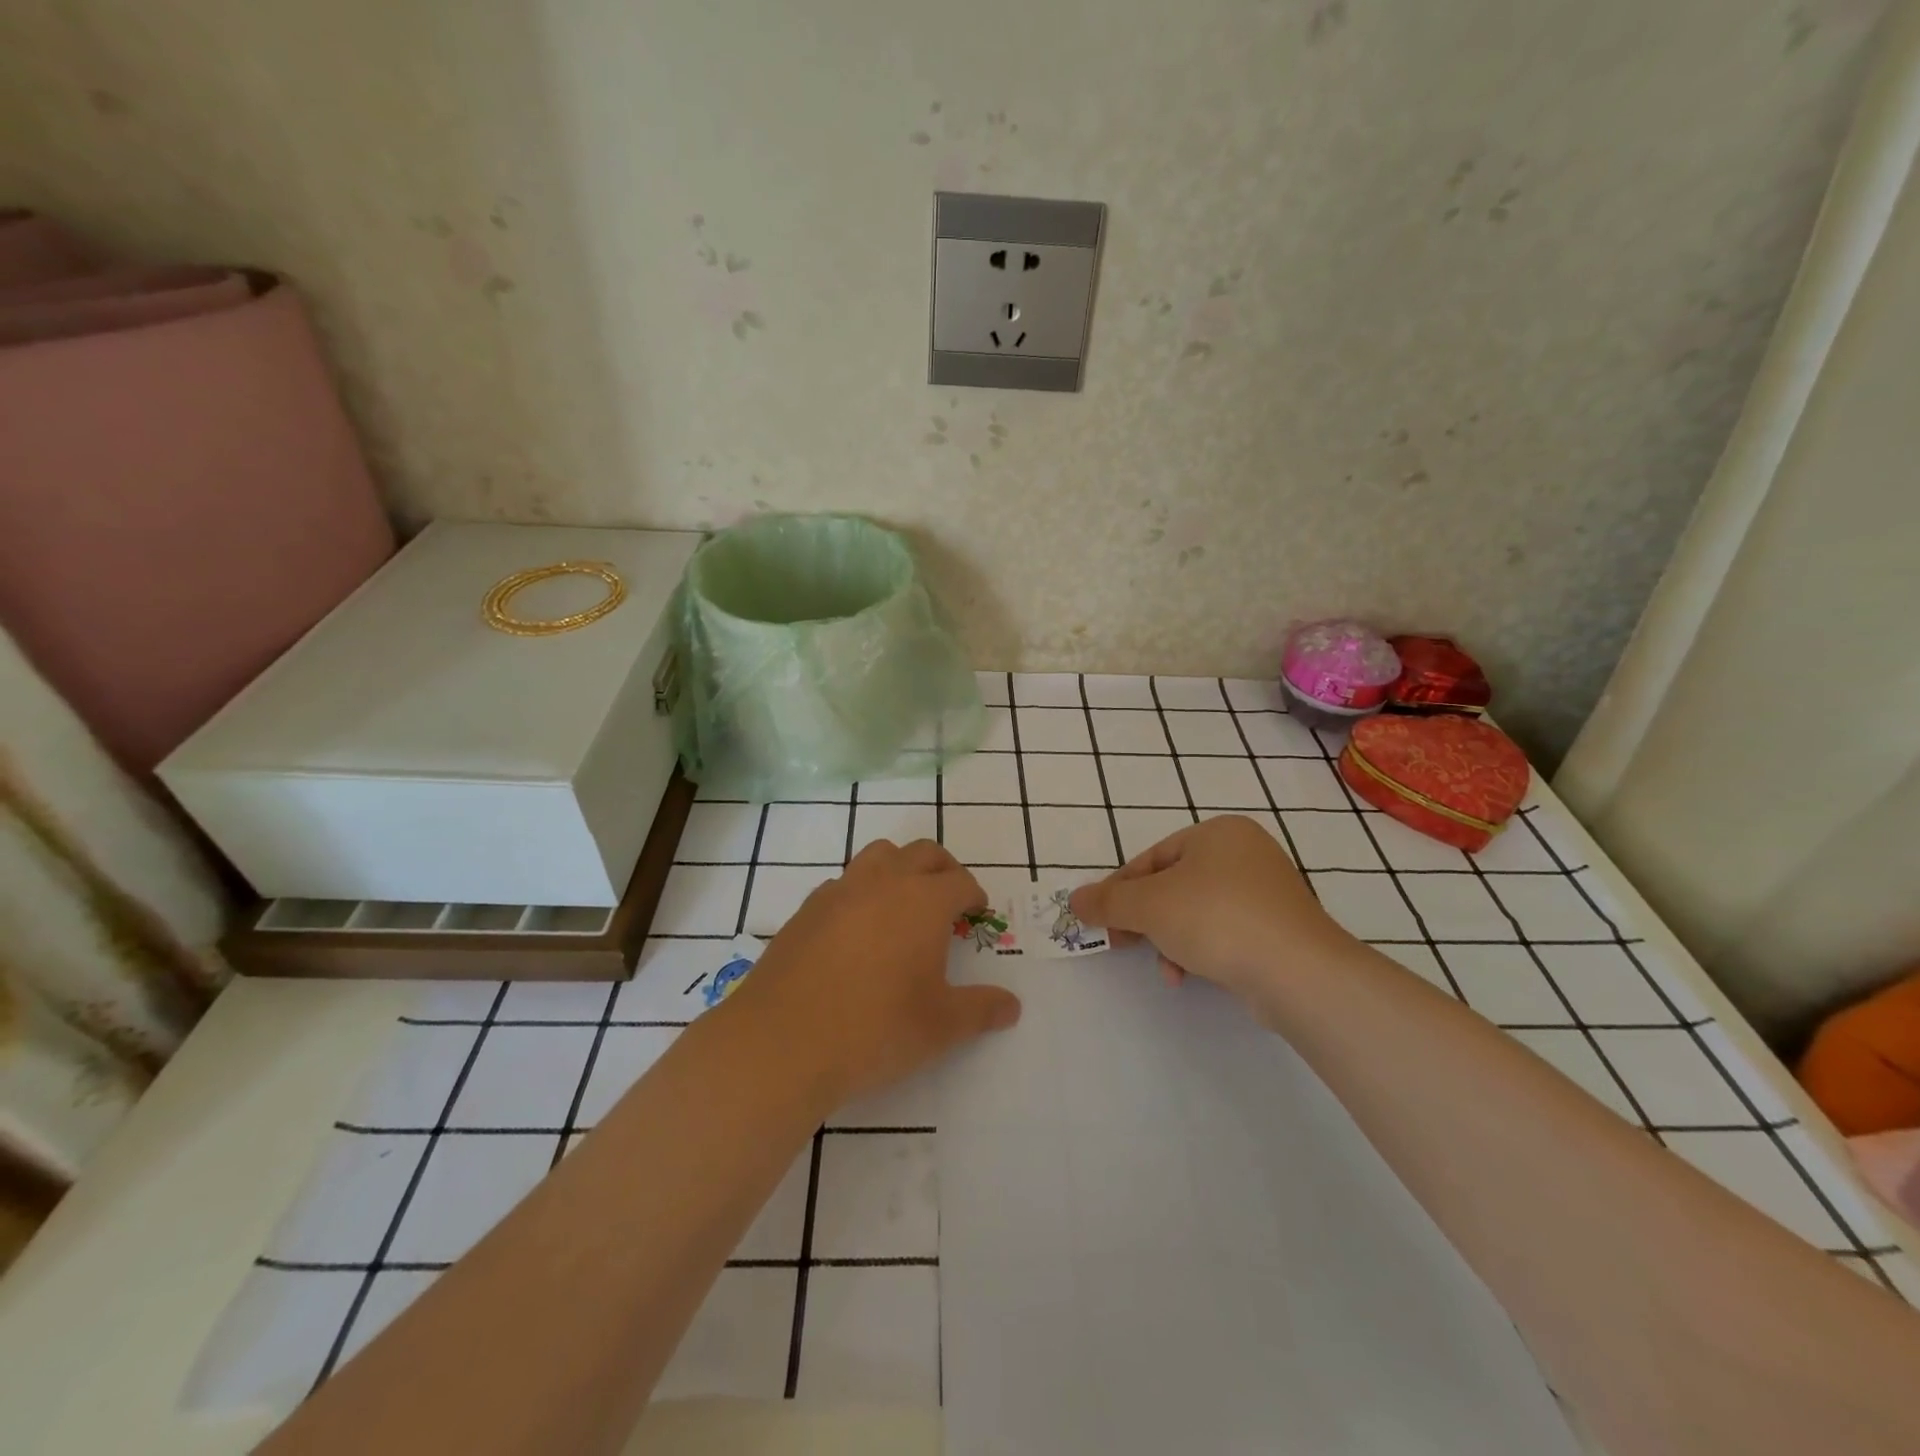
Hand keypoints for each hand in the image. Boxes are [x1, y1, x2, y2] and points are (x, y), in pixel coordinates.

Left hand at [722, 838, 1021, 1109]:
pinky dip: (860, 892)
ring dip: (899, 868)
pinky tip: (857, 932)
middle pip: (922, 853)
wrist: (783, 1042)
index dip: (974, 895)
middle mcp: (883, 883)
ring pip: (878, 855)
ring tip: (902, 904)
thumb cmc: (875, 1030)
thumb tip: (1012, 1006)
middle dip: (943, 869)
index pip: (960, 881)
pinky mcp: (806, 910)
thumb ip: (981, 1010)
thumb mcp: (940, 1027)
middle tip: (949, 899)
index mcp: (923, 901)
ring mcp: (839, 891)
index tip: (976, 913)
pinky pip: (843, 883)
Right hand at [1070, 815, 1353, 1007]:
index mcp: (1218, 832)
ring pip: (1197, 911)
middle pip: (1174, 885)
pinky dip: (1201, 950)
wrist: (1297, 971)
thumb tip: (1073, 900)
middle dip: (1146, 918)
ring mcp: (1268, 892)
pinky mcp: (1280, 929)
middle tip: (1122, 942)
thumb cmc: (1216, 919)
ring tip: (1165, 967)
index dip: (1120, 889)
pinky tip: (1190, 976)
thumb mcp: (1148, 906)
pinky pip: (1225, 932)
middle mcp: (1246, 853)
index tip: (1100, 919)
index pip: (1152, 857)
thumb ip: (1107, 901)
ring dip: (1171, 939)